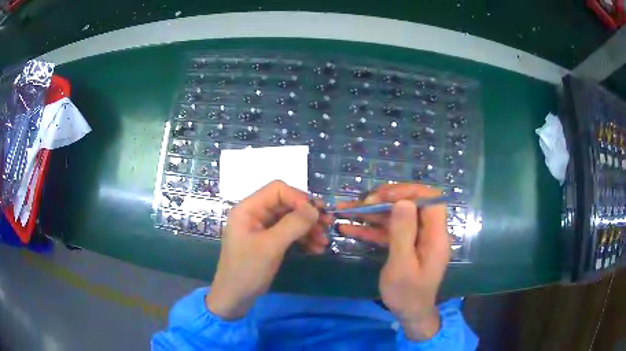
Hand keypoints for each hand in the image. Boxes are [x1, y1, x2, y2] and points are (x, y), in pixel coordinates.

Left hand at [206, 181, 331, 319]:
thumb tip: (315, 208)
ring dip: (308, 229)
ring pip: (290, 219)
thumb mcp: (271, 247)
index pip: (277, 190)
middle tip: (328, 225)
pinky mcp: (268, 241)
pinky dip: (303, 239)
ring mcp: (262, 228)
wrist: (235, 297)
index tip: (317, 214)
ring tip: (324, 242)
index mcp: (248, 209)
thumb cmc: (247, 270)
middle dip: (308, 215)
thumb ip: (293, 224)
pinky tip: (316, 249)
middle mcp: (255, 214)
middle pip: (286, 204)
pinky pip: (289, 233)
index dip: (299, 198)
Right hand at [337, 184, 449, 339]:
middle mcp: (428, 233)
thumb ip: (403, 233)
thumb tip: (403, 202)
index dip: (409, 191)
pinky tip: (349, 228)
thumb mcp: (402, 266)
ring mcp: (415, 239)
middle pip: (410, 206)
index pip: (430, 199)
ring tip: (346, 210)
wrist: (410, 314)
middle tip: (362, 203)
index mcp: (435, 236)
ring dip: (372, 214)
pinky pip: (389, 233)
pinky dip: (370, 230)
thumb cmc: (408, 294)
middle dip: (385, 201)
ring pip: (395, 218)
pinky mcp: (405, 247)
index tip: (385, 195)